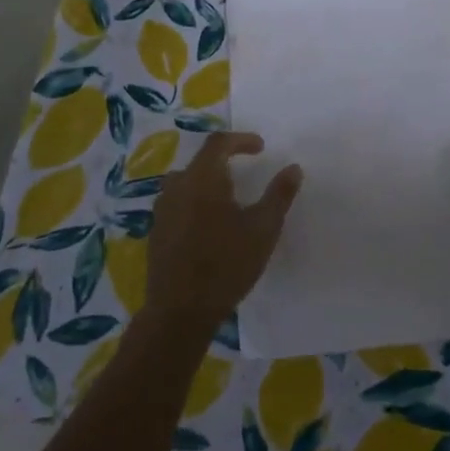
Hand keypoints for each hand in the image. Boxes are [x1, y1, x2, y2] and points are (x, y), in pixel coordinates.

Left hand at [147, 132, 301, 330]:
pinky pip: (176, 204)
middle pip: (199, 161)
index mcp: (203, 179)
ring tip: (226, 197)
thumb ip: (279, 194)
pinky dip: (194, 202)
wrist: (180, 311)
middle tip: (244, 170)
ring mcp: (162, 211)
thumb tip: (293, 168)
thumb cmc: (226, 264)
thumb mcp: (263, 229)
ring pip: (184, 183)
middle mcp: (177, 187)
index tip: (261, 148)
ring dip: (206, 182)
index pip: (218, 143)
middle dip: (223, 160)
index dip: (241, 139)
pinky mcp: (156, 233)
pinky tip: (208, 225)